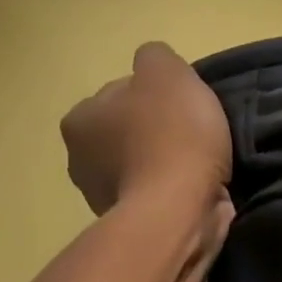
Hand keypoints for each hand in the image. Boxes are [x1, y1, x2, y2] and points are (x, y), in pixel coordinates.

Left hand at [60, 42, 231, 215]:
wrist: (180, 209)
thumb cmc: (171, 135)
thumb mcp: (167, 72)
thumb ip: (155, 57)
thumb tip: (153, 68)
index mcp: (80, 118)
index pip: (123, 94)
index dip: (159, 96)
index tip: (186, 106)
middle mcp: (80, 158)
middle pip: (130, 130)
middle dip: (159, 131)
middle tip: (196, 134)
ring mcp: (103, 196)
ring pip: (143, 164)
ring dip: (167, 162)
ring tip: (201, 164)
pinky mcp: (132, 223)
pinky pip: (156, 194)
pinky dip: (174, 190)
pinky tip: (197, 188)